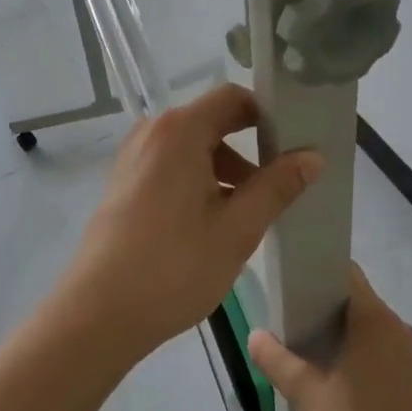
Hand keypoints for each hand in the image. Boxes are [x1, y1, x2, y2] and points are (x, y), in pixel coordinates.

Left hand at [57, 84, 321, 362]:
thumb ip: (277, 186)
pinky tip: (214, 223)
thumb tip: (312, 156)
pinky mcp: (124, 183)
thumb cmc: (174, 267)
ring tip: (250, 214)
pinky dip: (199, 182)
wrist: (99, 312)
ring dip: (225, 171)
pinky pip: (171, 167)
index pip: (233, 98)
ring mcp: (133, 158)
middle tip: (282, 185)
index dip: (268, 115)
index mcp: (179, 131)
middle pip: (212, 122)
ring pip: (192, 149)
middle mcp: (152, 133)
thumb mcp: (237, 228)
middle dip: (250, 149)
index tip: (295, 144)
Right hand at [248, 264, 411, 410]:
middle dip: (329, 308)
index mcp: (374, 320)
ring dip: (350, 334)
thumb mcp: (305, 395)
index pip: (346, 274)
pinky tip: (350, 384)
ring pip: (375, 327)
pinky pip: (390, 350)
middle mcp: (400, 327)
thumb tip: (256, 335)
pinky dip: (369, 355)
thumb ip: (277, 360)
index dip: (319, 275)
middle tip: (298, 328)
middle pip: (360, 300)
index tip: (296, 290)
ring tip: (320, 358)